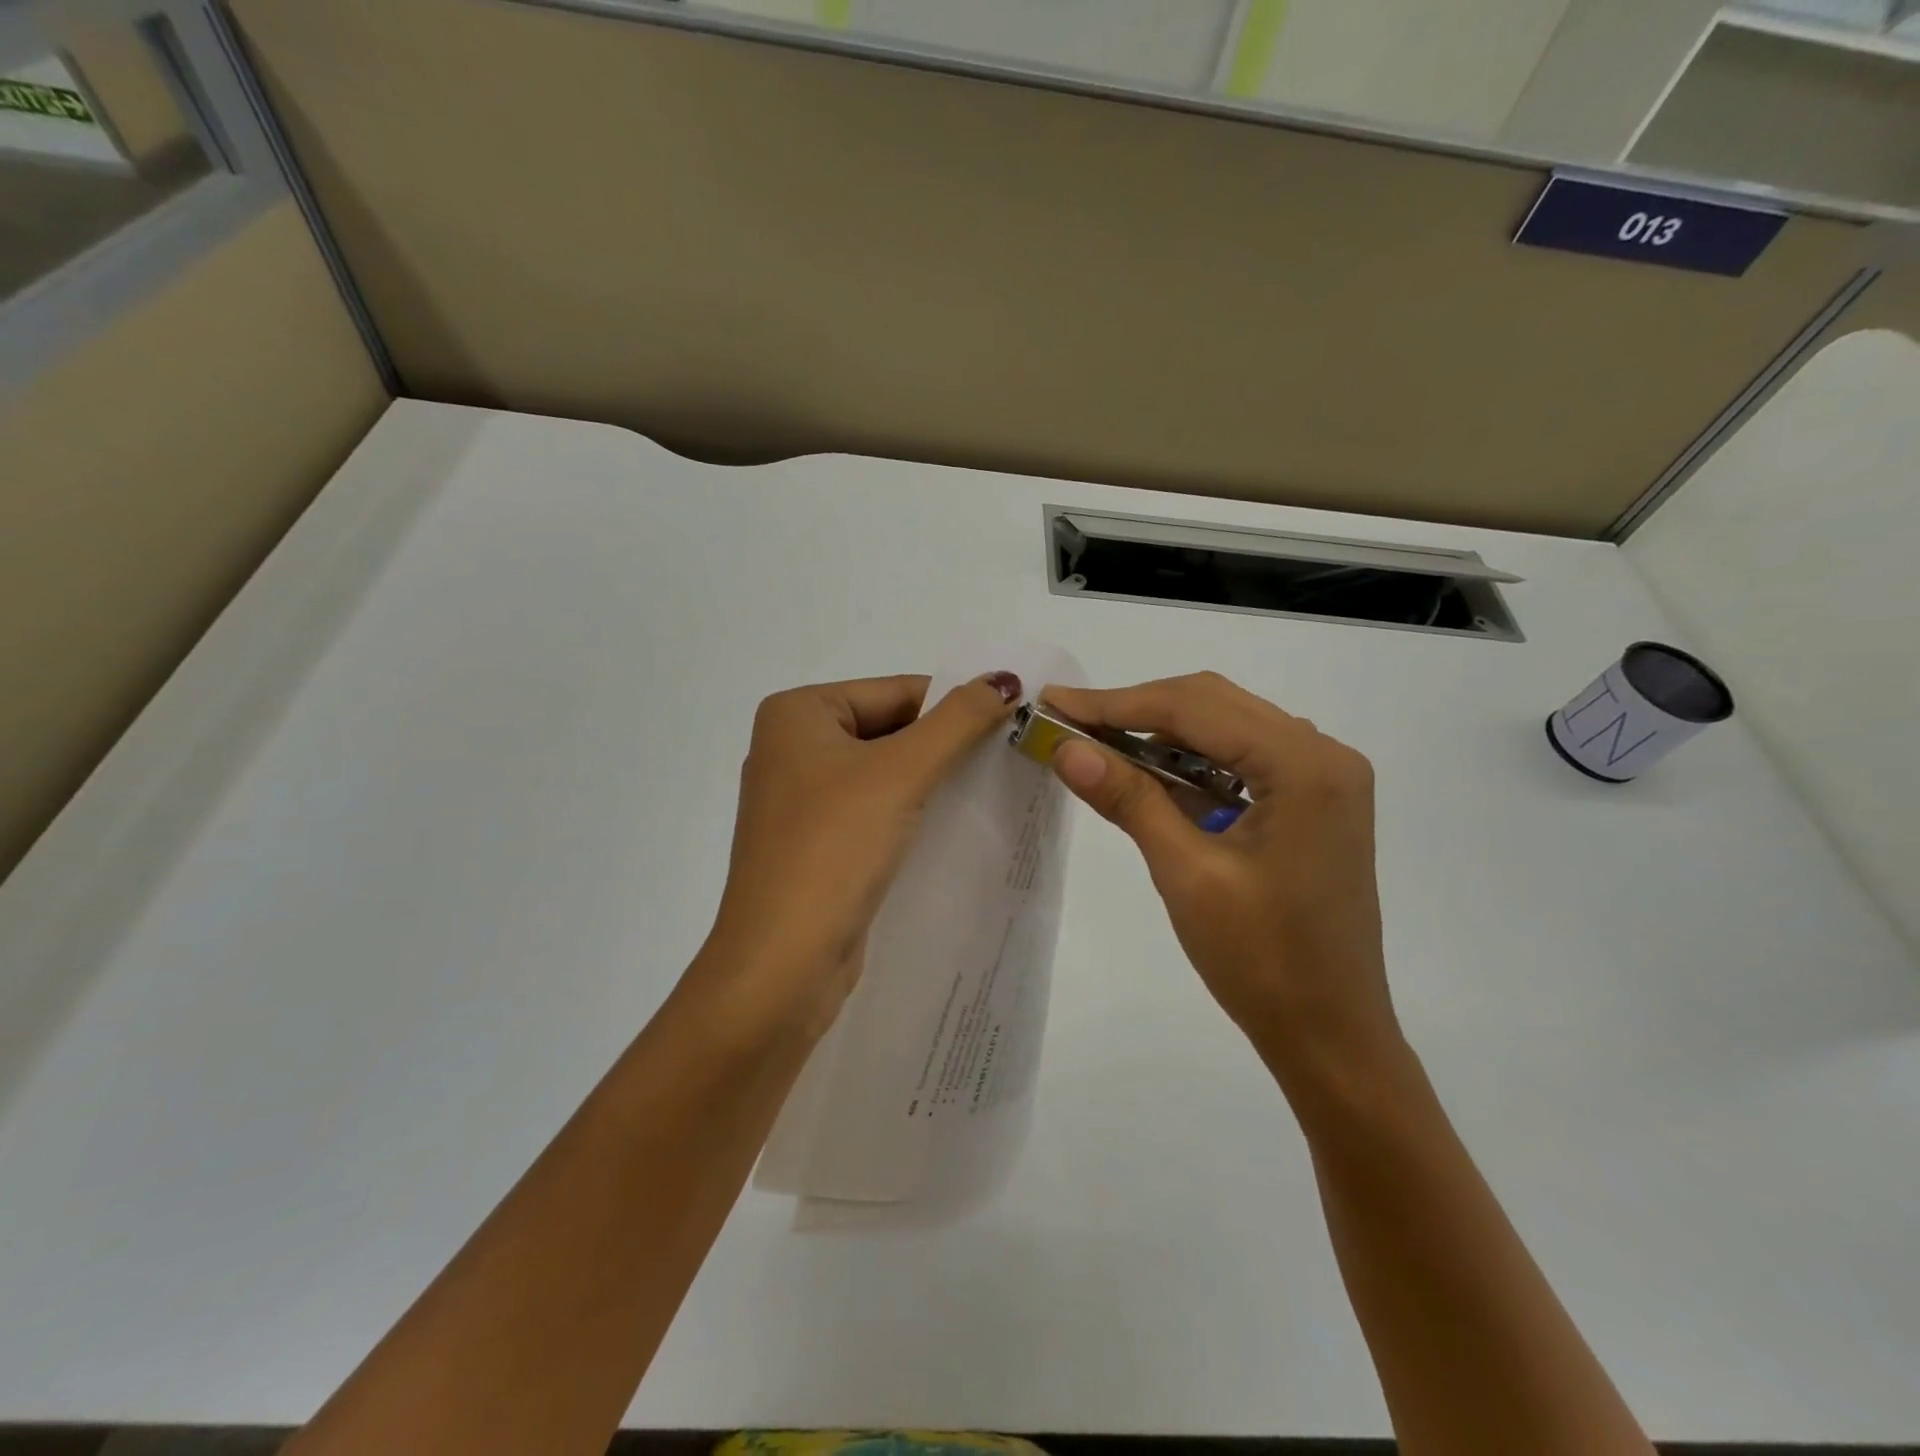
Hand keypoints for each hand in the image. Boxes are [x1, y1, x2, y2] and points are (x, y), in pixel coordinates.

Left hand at [702, 672, 1022, 1028]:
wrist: (782, 963)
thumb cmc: (835, 848)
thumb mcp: (902, 772)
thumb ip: (958, 720)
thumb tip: (1005, 678)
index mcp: (797, 713)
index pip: (896, 691)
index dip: (955, 706)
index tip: (1012, 725)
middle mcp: (791, 747)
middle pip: (889, 728)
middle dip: (945, 746)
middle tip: (1008, 759)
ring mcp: (799, 800)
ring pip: (883, 772)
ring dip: (931, 780)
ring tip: (989, 790)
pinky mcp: (813, 844)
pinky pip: (872, 810)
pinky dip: (910, 812)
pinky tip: (951, 825)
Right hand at [1041, 673, 1397, 1090]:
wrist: (1331, 1036)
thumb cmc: (1262, 961)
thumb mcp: (1186, 874)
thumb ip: (1129, 799)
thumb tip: (1065, 748)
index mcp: (1304, 764)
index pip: (1193, 708)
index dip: (1115, 704)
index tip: (1054, 703)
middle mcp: (1322, 754)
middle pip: (1212, 705)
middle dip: (1135, 710)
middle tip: (1068, 721)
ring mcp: (1323, 778)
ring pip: (1226, 727)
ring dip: (1160, 732)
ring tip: (1097, 743)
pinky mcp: (1313, 802)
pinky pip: (1241, 759)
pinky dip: (1191, 760)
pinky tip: (1149, 772)